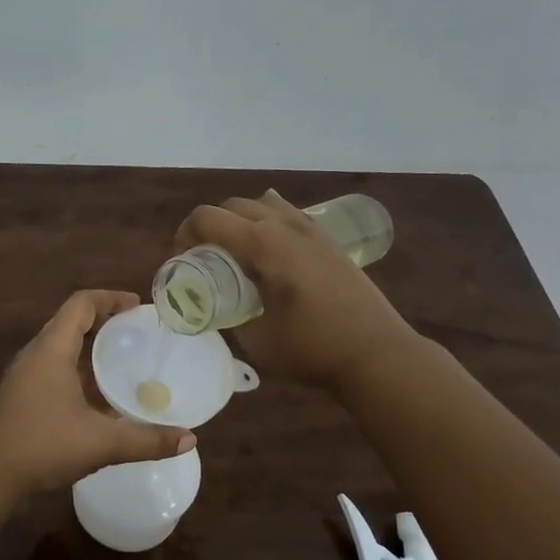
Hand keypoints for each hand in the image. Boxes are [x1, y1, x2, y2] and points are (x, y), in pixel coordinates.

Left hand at [0, 290, 195, 497]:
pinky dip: (78, 369)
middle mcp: (35, 354)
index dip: (110, 298)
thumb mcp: (101, 442)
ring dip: (90, 346)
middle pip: (70, 321)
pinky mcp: (20, 395)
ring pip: (61, 346)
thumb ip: (146, 440)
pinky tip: (98, 396)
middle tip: (137, 332)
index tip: (138, 306)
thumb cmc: (43, 446)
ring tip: (122, 360)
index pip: (81, 304)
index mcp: (51, 349)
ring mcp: (24, 375)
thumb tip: (189, 439)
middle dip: (104, 321)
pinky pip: (53, 367)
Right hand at [175, 190, 418, 390]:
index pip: (207, 218)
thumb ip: (226, 315)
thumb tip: (212, 305)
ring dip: (238, 221)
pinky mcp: (327, 240)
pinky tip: (269, 244)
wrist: (377, 354)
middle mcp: (284, 225)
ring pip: (261, 205)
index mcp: (262, 244)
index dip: (184, 235)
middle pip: (232, 206)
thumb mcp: (254, 340)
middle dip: (208, 226)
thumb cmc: (312, 349)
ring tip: (235, 253)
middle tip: (203, 259)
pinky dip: (268, 220)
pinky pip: (288, 213)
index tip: (182, 262)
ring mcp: (310, 229)